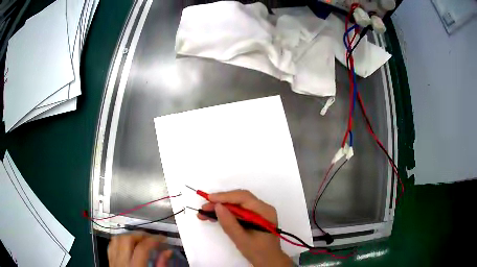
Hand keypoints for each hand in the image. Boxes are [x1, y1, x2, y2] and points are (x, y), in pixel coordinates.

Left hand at [107, 232, 171, 266]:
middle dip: (140, 235)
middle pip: (127, 239)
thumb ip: (161, 265)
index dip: (154, 240)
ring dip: (129, 236)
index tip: (162, 238)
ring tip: (140, 239)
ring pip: (117, 239)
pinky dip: (119, 241)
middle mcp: (121, 263)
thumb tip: (167, 252)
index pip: (142, 248)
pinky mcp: (110, 262)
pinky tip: (127, 244)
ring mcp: (113, 261)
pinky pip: (111, 245)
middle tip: (151, 238)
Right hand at [198, 190, 292, 266]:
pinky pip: (238, 211)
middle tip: (203, 208)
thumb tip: (217, 206)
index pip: (244, 197)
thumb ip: (229, 223)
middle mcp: (262, 208)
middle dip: (220, 202)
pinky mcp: (253, 217)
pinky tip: (213, 217)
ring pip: (236, 205)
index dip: (225, 196)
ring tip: (204, 213)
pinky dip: (225, 214)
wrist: (268, 260)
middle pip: (239, 199)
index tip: (209, 199)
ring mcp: (258, 212)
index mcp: (264, 211)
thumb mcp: (241, 239)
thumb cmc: (257, 251)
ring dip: (221, 208)